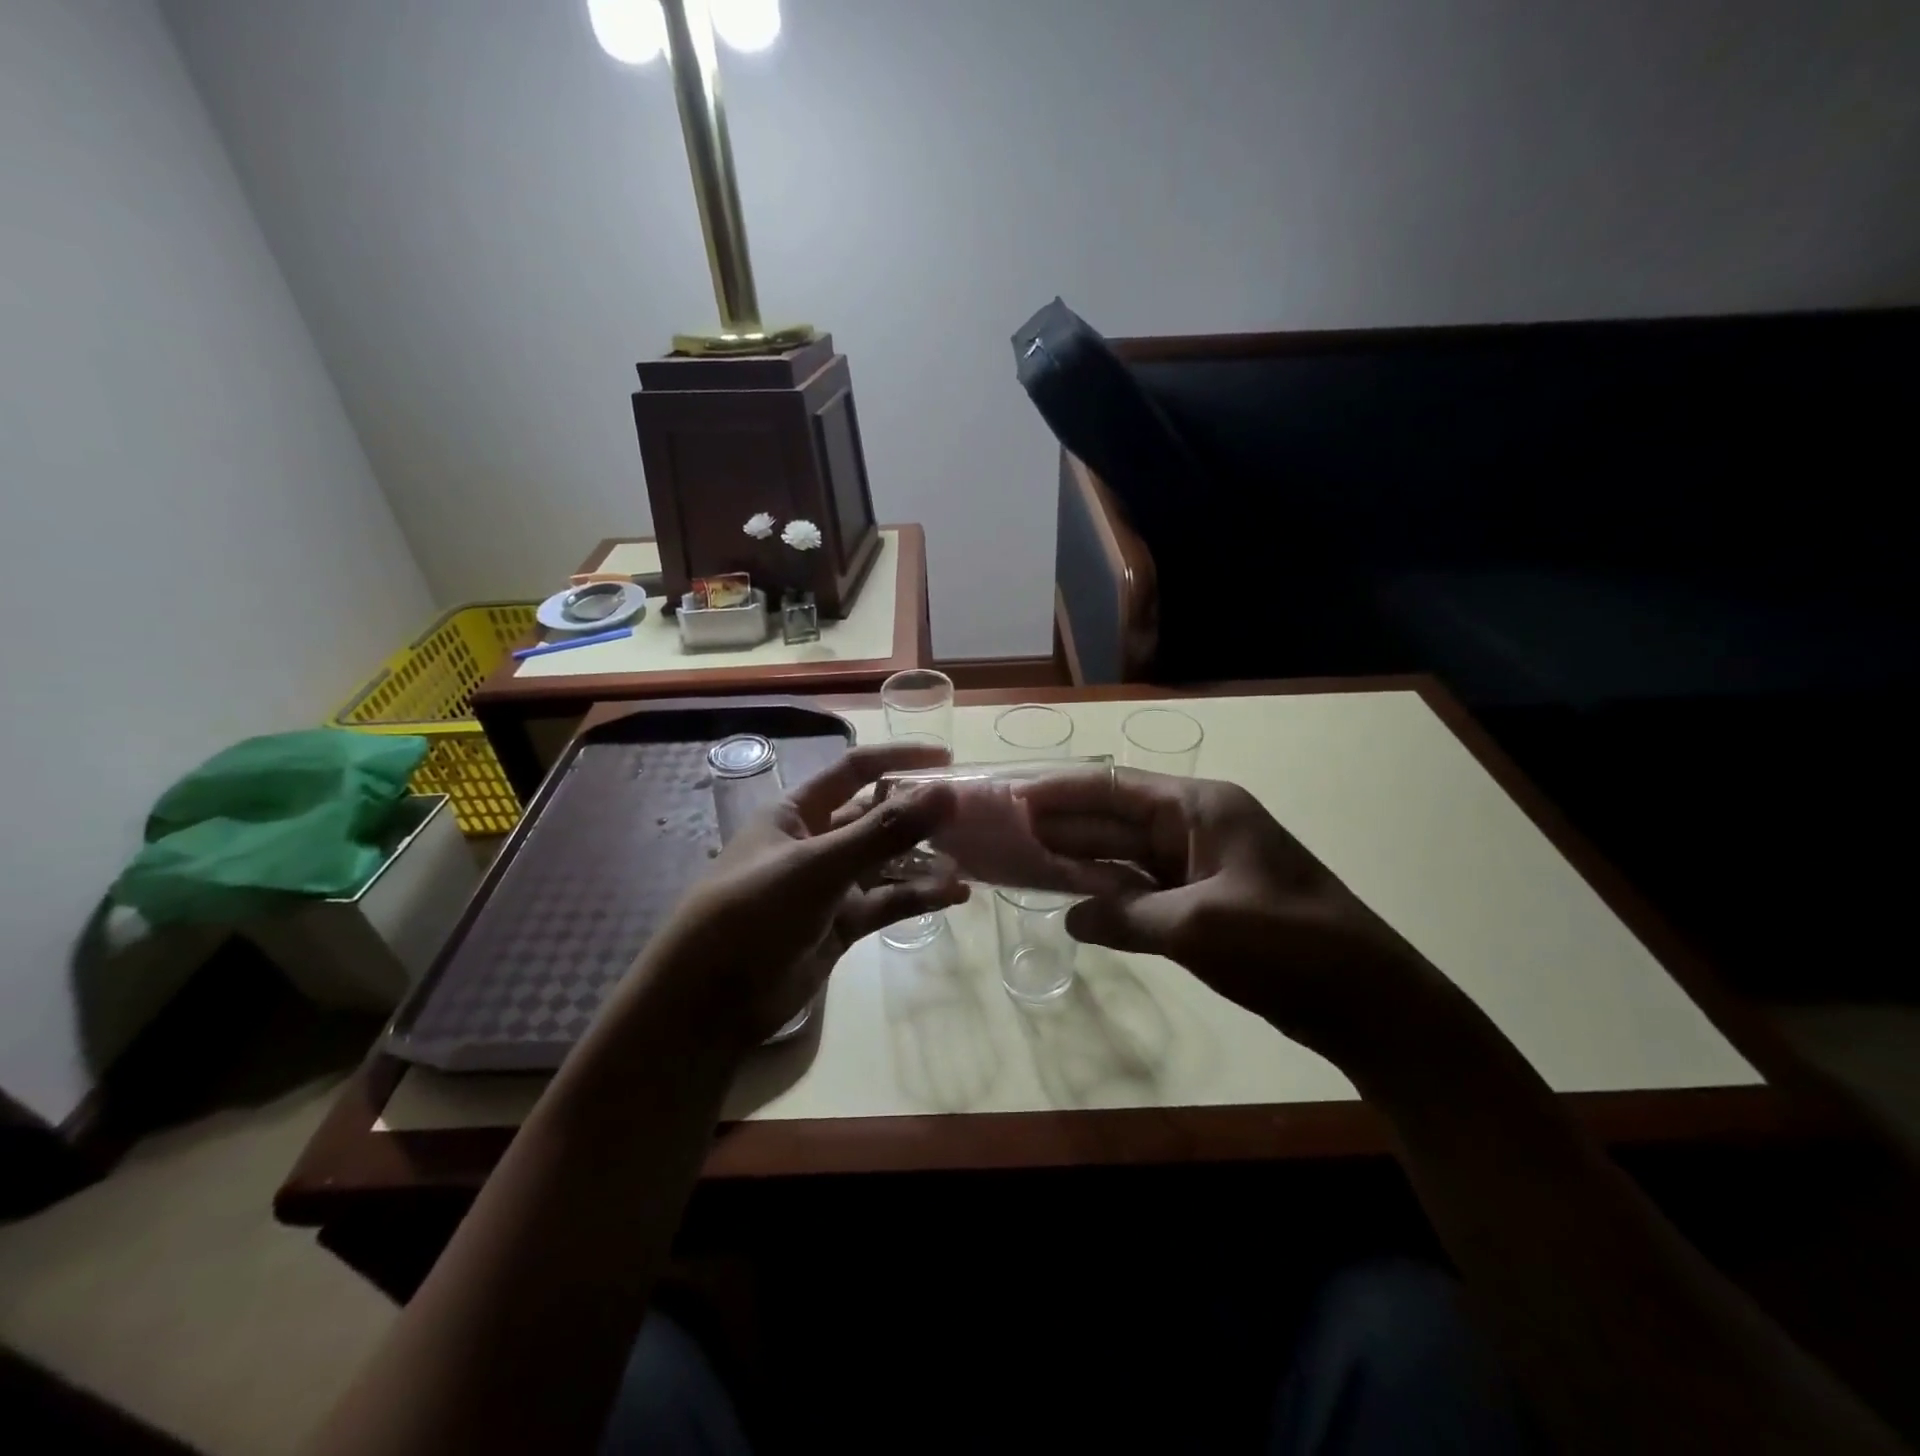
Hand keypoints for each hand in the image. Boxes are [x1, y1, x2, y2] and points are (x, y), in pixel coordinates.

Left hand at [629, 742, 969, 1054]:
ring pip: (885, 862)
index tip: (947, 760)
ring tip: (969, 860)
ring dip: (923, 860)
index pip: (855, 770)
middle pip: (875, 816)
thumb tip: (946, 792)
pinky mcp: (839, 925)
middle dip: (918, 815)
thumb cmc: (754, 913)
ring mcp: (828, 885)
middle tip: (969, 816)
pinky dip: (917, 897)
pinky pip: (886, 902)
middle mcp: (815, 841)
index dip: (898, 758)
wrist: (709, 1002)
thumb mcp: (819, 866)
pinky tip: (954, 895)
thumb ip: (884, 831)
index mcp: (797, 812)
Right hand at [1017, 768, 1444, 1058]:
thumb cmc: (1286, 944)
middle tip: (1008, 830)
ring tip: (1028, 859)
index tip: (1014, 797)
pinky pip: (1146, 890)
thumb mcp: (1197, 926)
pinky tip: (1077, 901)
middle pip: (1118, 819)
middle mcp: (1199, 828)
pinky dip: (1112, 895)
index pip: (1116, 789)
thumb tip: (1071, 919)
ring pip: (1130, 856)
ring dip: (1084, 860)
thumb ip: (1125, 916)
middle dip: (1066, 823)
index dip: (1063, 792)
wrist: (1368, 1001)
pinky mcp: (1207, 905)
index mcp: (1202, 809)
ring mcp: (1204, 867)